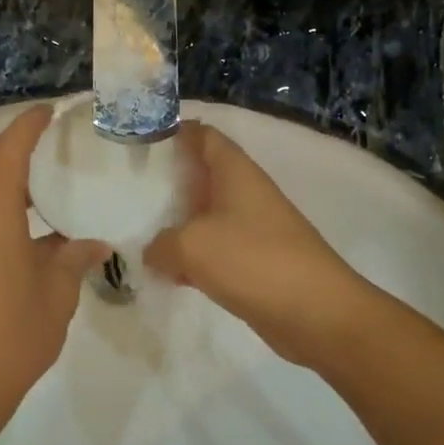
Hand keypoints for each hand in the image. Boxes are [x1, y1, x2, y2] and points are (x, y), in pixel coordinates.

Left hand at [0, 105, 109, 426]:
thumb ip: (73, 259)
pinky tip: (28, 224)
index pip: (6, 155)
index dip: (26, 128)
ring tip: (42, 181)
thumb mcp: (56, 296)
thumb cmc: (13, 339)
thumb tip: (91, 242)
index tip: (48, 112)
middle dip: (6, 142)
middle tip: (44, 142)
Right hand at [144, 120, 364, 365]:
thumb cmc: (253, 261)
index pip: (204, 136)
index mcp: (236, 172)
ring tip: (137, 230)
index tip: (139, 141)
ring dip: (176, 223)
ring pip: (205, 216)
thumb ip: (161, 244)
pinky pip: (215, 250)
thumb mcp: (191, 246)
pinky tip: (168, 274)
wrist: (316, 312)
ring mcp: (252, 229)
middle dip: (167, 181)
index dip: (173, 131)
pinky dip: (192, 258)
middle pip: (201, 176)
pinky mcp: (254, 262)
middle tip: (127, 189)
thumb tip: (154, 252)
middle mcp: (245, 194)